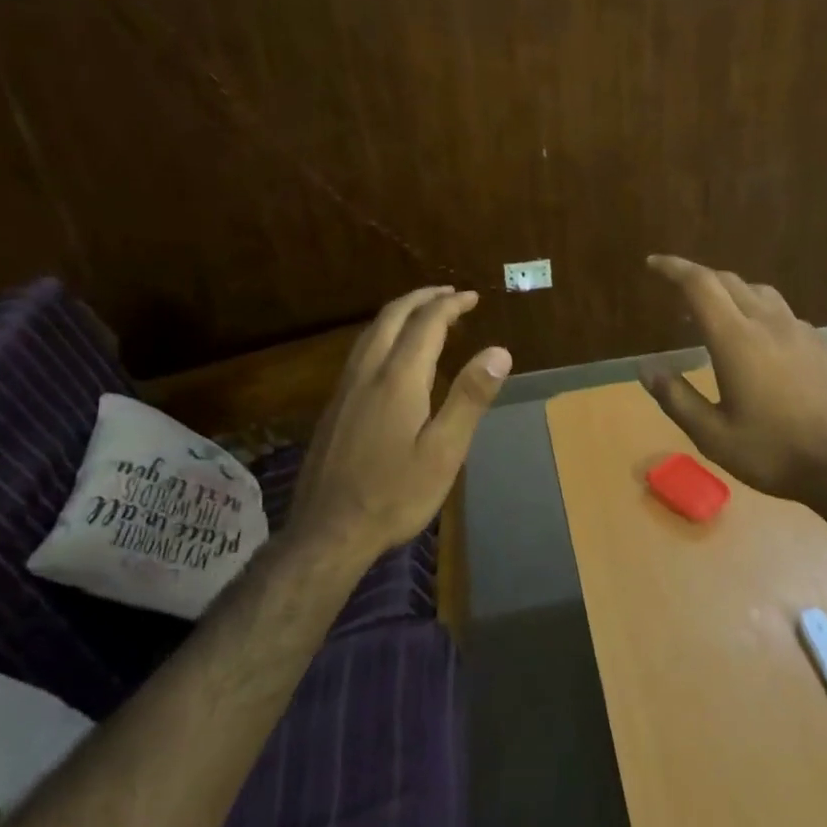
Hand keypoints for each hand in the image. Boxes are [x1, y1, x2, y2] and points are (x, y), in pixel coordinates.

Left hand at [290, 287, 509, 559]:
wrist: (327, 532)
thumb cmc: (395, 494)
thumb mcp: (444, 451)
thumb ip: (470, 397)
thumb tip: (499, 351)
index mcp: (398, 379)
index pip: (426, 323)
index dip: (450, 305)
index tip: (472, 297)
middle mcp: (368, 373)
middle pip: (392, 317)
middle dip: (422, 298)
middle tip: (449, 294)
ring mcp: (345, 389)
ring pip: (370, 331)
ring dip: (400, 312)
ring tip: (423, 312)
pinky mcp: (335, 406)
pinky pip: (361, 350)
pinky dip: (383, 333)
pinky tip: (390, 353)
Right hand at [640, 256, 826, 505]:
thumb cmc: (775, 451)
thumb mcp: (713, 436)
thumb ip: (676, 398)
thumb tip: (645, 368)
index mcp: (736, 339)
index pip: (700, 284)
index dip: (673, 268)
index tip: (653, 263)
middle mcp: (768, 323)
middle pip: (729, 280)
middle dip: (699, 277)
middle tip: (678, 292)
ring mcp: (801, 331)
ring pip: (760, 293)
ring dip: (732, 292)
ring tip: (718, 315)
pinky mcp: (823, 345)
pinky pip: (783, 315)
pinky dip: (760, 313)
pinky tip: (761, 344)